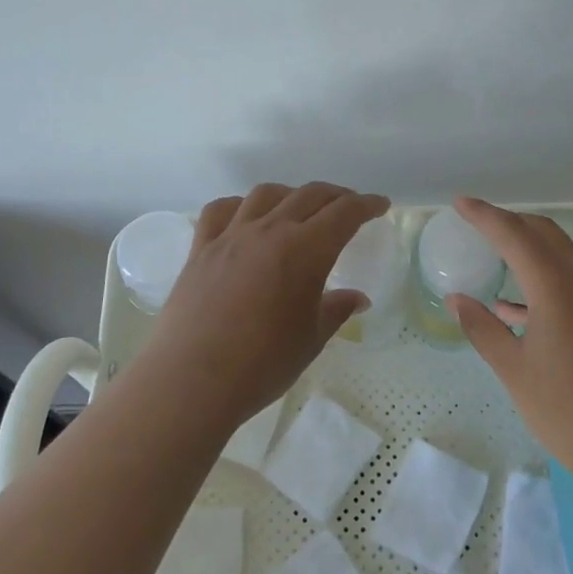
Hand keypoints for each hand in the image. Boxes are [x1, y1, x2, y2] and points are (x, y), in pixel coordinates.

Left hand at [141, 182, 390, 428]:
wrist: (193, 379)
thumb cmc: (262, 364)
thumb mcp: (311, 339)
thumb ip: (336, 310)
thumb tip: (358, 298)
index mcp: (306, 249)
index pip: (344, 213)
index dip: (366, 205)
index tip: (379, 205)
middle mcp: (270, 230)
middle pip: (309, 195)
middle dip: (335, 196)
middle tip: (348, 206)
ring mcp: (231, 235)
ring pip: (266, 194)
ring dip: (290, 194)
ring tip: (299, 207)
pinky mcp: (201, 248)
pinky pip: (221, 210)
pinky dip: (240, 205)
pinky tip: (246, 216)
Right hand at [446, 196, 572, 478]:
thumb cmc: (567, 411)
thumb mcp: (514, 370)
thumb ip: (482, 328)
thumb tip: (456, 299)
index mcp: (556, 289)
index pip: (515, 236)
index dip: (485, 216)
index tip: (459, 203)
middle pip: (544, 233)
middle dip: (509, 222)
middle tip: (476, 222)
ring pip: (559, 255)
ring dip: (526, 247)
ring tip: (492, 254)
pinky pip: (568, 282)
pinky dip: (540, 279)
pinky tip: (513, 306)